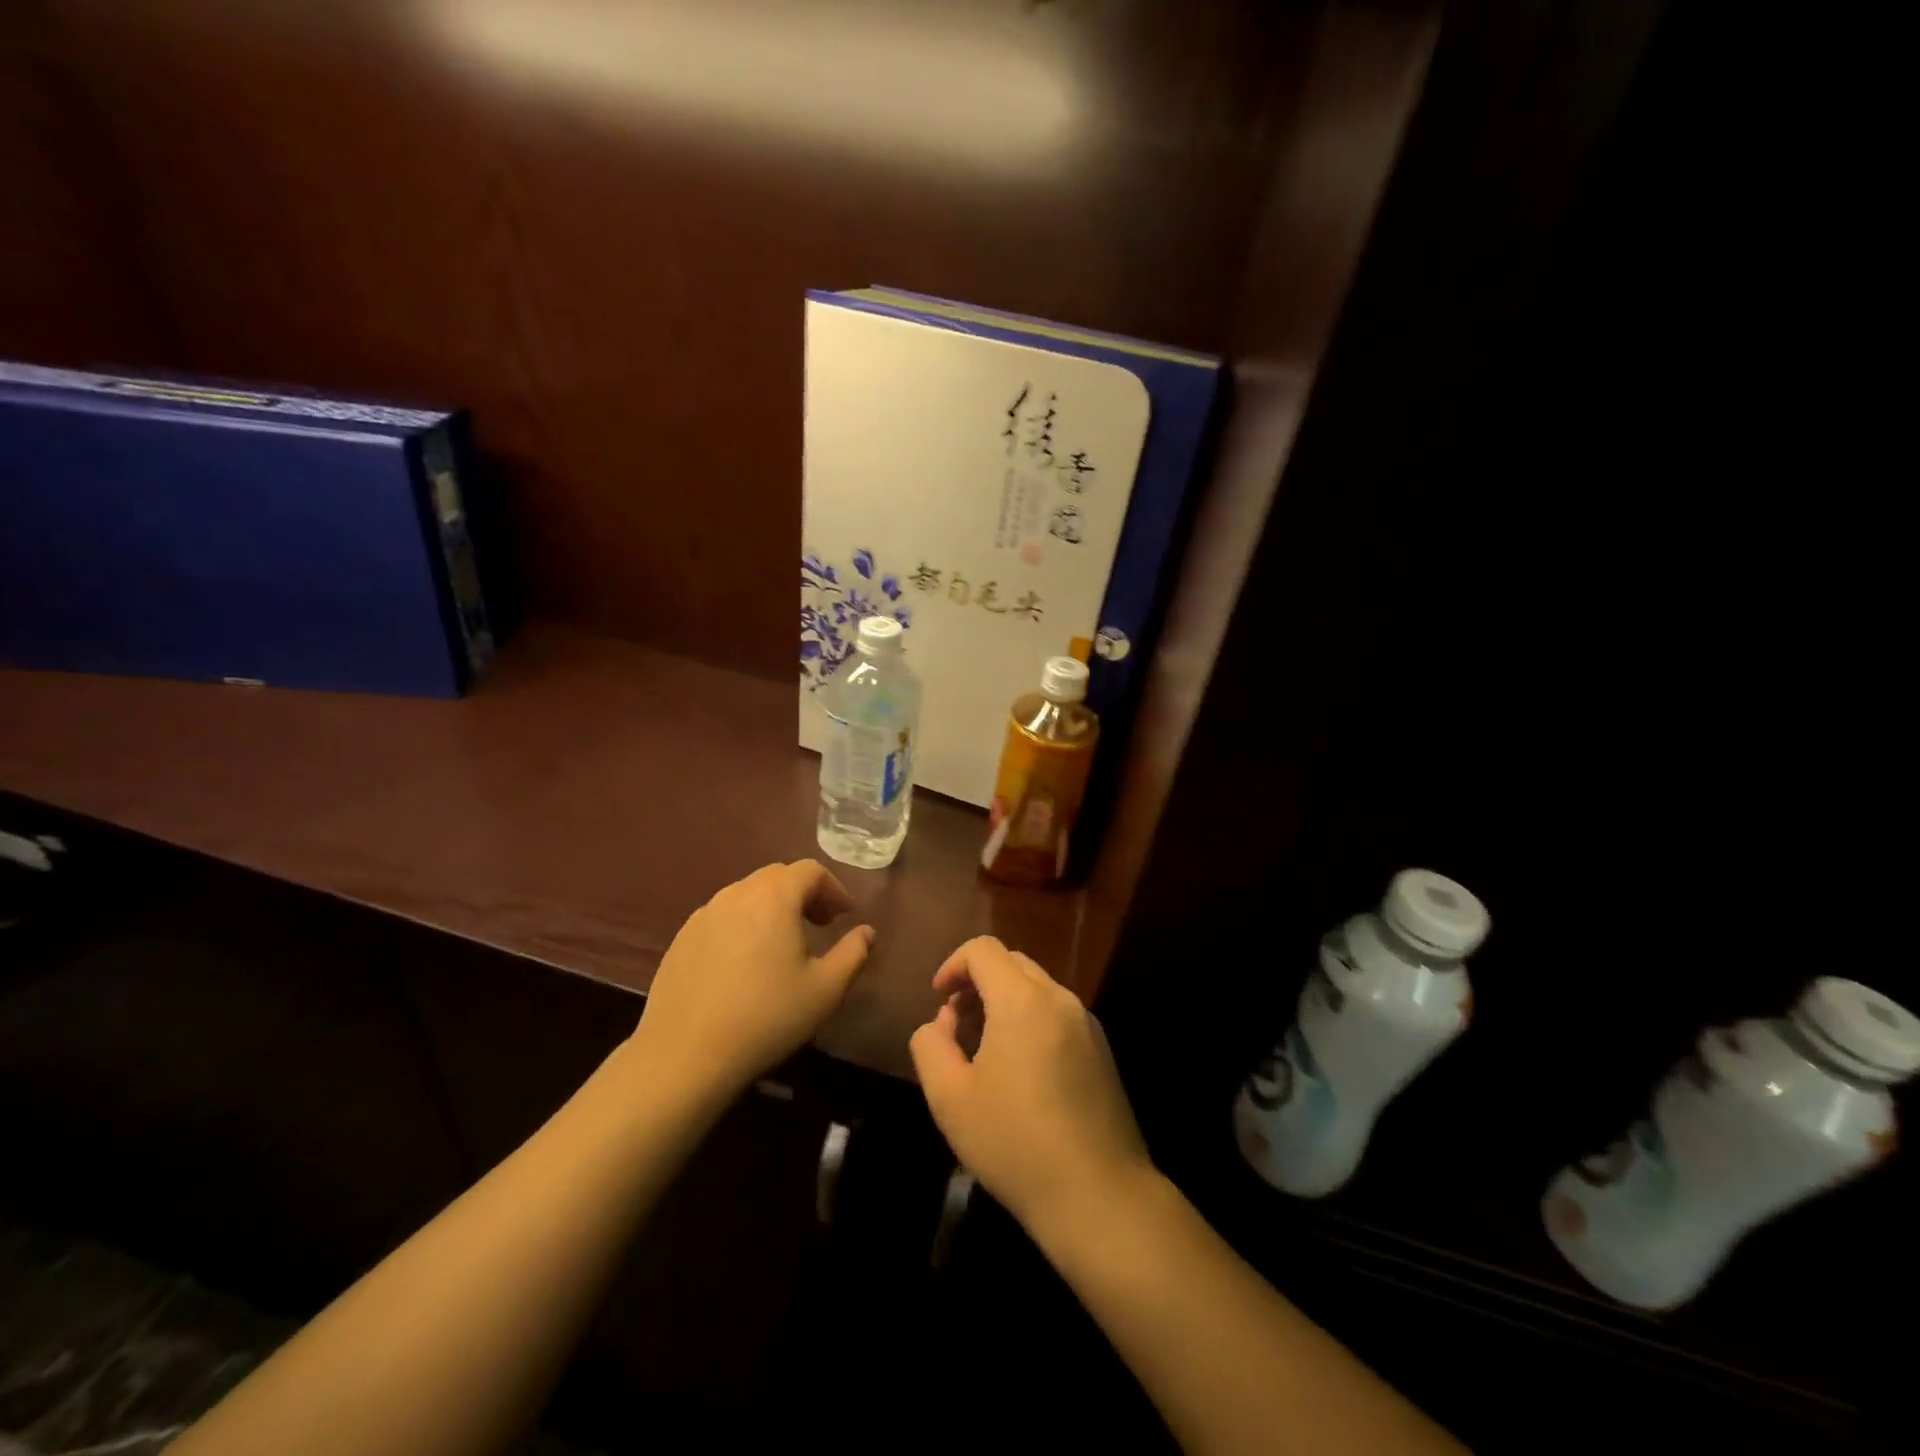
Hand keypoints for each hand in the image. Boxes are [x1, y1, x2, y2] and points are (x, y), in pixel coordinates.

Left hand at [629, 861, 872, 1102]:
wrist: (685, 1055)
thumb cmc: (766, 1018)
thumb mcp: (825, 990)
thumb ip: (853, 954)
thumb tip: (866, 932)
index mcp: (774, 898)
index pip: (810, 871)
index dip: (834, 888)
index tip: (845, 916)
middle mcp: (736, 894)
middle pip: (777, 876)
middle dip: (804, 893)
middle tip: (820, 924)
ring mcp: (704, 915)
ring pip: (747, 894)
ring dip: (772, 907)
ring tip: (783, 943)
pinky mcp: (681, 939)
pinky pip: (722, 916)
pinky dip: (743, 924)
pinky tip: (745, 963)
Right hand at [909, 936, 1153, 1234]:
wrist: (1099, 1194)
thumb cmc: (1015, 1143)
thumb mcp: (949, 1098)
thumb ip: (931, 1045)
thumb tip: (943, 1021)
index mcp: (1022, 1000)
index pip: (983, 949)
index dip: (953, 964)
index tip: (938, 999)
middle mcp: (1059, 998)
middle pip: (1012, 962)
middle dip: (977, 981)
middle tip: (956, 1023)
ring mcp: (1086, 1022)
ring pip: (1036, 986)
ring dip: (1004, 1000)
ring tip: (984, 1048)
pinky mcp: (1102, 1049)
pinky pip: (1057, 1012)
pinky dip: (1030, 1017)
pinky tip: (1020, 1069)